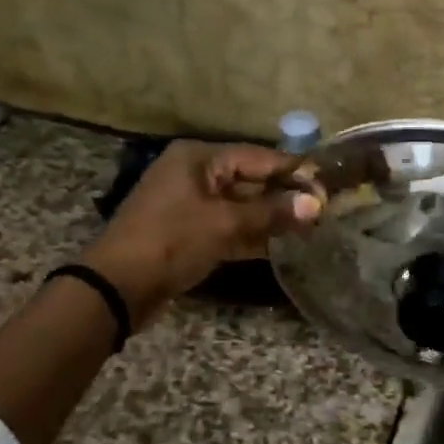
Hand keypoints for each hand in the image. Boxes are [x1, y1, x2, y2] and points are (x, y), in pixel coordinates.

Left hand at [81, 141, 321, 324]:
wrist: (118, 286)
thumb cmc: (171, 241)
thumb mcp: (225, 223)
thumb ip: (271, 212)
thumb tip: (316, 204)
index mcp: (199, 158)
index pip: (257, 157)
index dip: (292, 171)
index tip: (326, 184)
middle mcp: (195, 175)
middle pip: (250, 180)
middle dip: (284, 196)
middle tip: (323, 210)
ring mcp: (191, 205)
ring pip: (241, 206)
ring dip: (271, 218)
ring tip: (310, 229)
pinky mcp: (190, 233)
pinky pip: (229, 227)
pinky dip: (252, 235)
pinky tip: (282, 246)